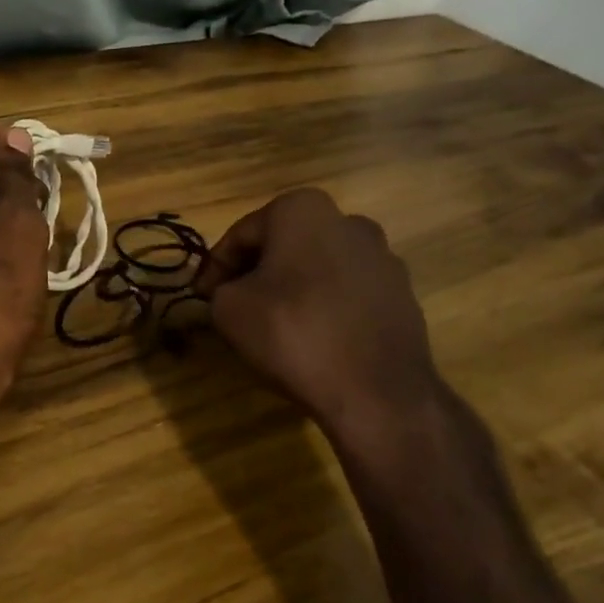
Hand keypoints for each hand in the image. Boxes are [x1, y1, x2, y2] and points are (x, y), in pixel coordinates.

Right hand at [196, 189, 449, 459]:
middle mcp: (347, 221)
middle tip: (233, 306)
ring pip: (317, 267)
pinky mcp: (402, 294)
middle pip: (282, 245)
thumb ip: (219, 289)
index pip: (241, 235)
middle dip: (255, 272)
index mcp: (302, 210)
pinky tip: (311, 338)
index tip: (201, 297)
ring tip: (272, 325)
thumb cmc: (293, 333)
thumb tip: (230, 292)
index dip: (215, 267)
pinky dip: (324, 306)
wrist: (377, 392)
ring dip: (291, 288)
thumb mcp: (228, 309)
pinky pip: (347, 293)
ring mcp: (382, 257)